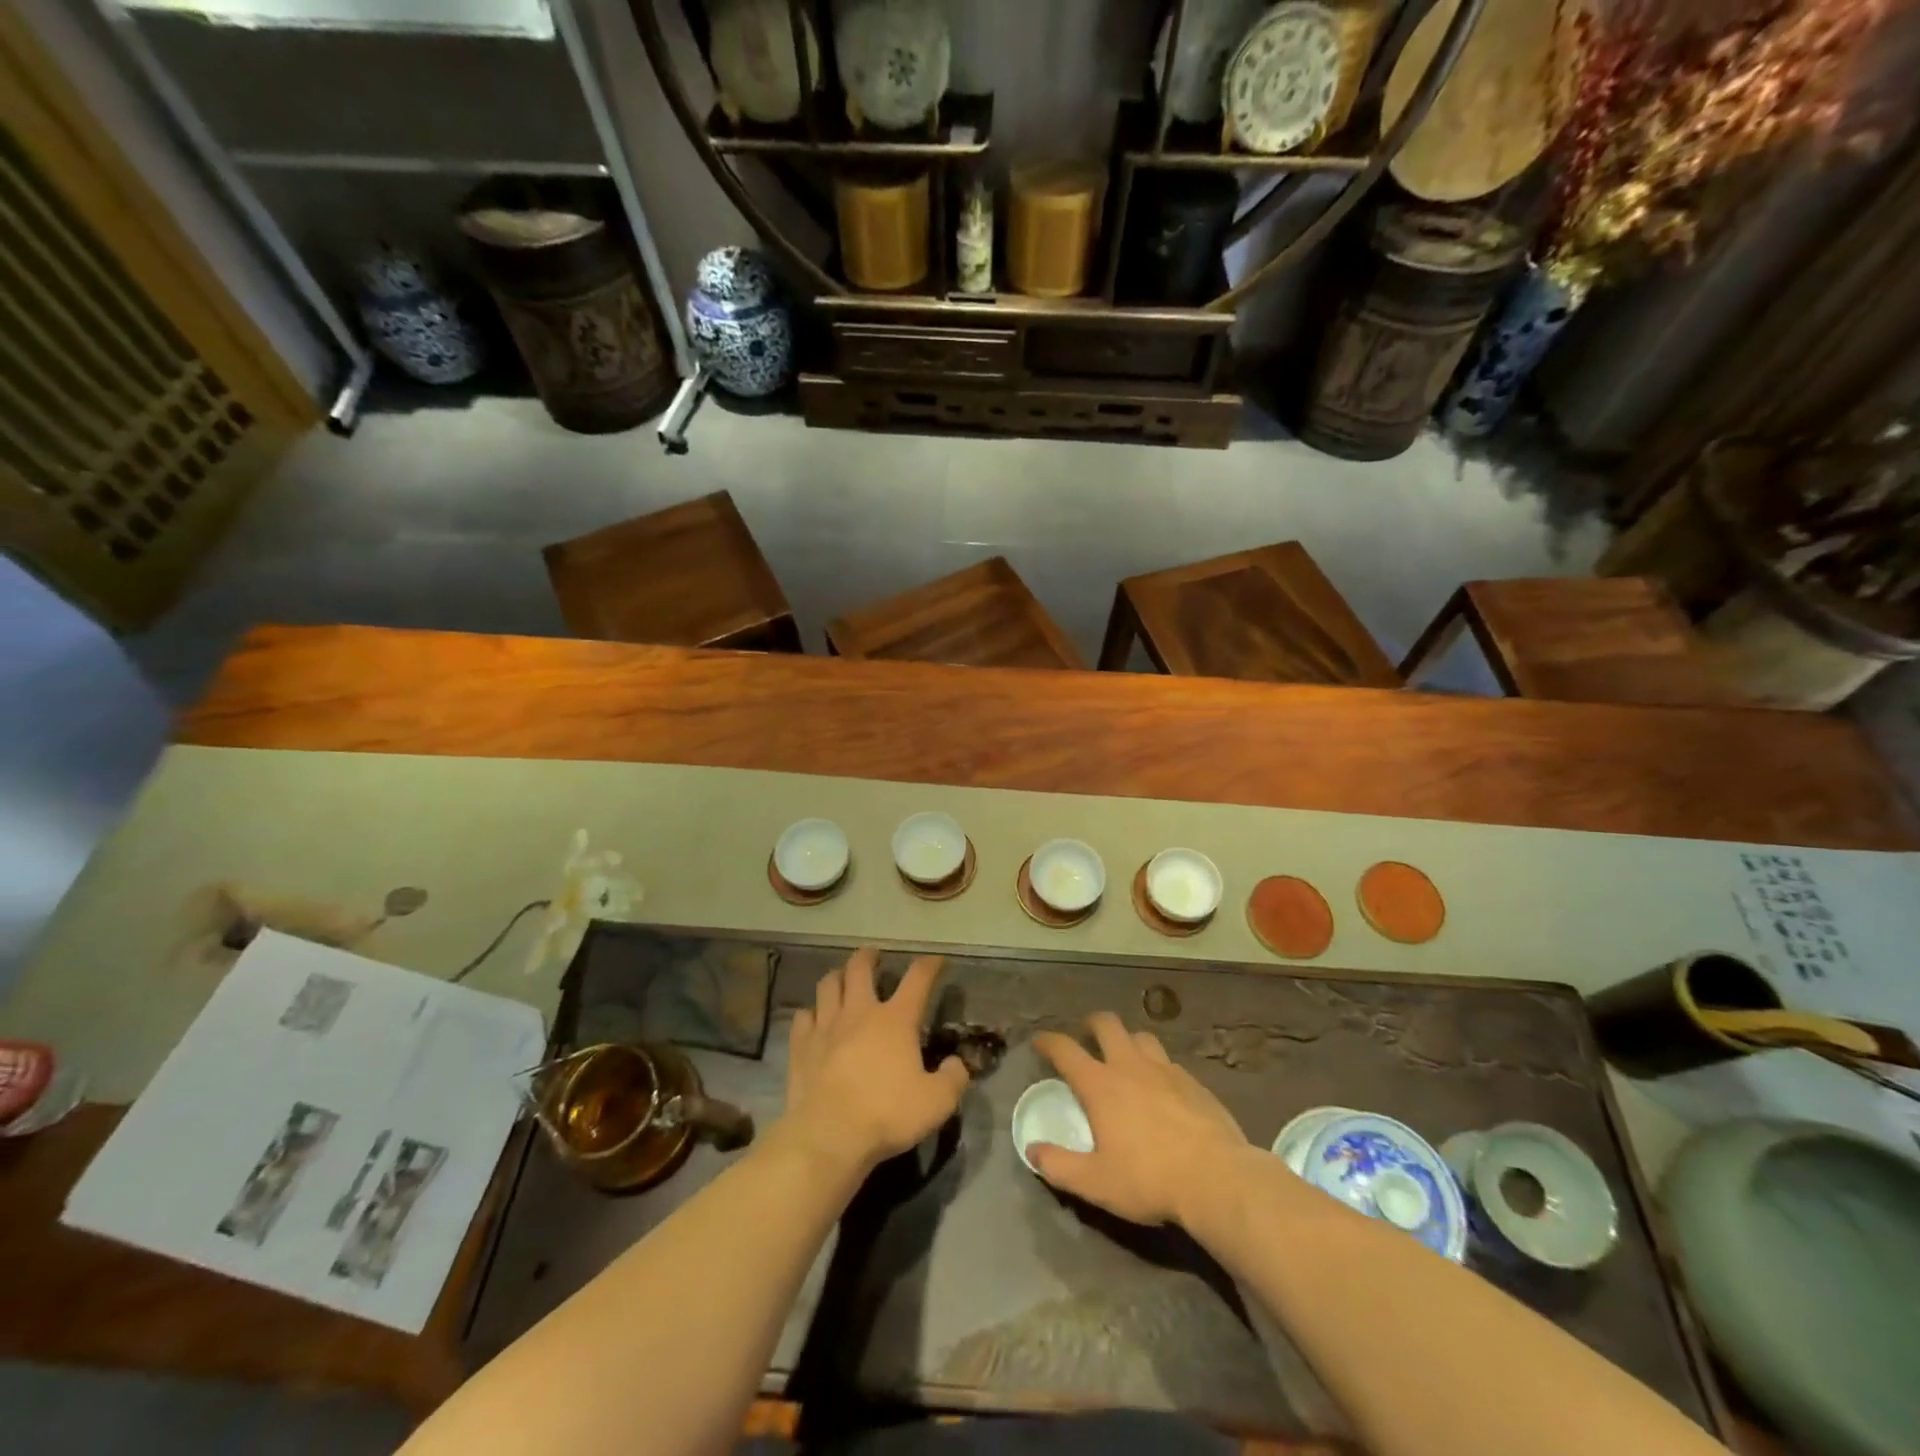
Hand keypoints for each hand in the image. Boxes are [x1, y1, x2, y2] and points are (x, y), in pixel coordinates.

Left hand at [783, 948, 970, 1175]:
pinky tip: (813, 1020)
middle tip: (874, 956)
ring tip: (842, 979)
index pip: (918, 978)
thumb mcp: (937, 1103)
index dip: (929, 965)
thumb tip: (957, 1064)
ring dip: (837, 977)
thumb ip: (953, 1079)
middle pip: (860, 968)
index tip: (936, 960)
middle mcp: (860, 1012)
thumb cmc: (886, 1115)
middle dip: (869, 957)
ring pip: (828, 985)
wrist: (828, 1136)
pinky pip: (803, 1017)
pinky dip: (810, 1013)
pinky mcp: (801, 1046)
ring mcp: (826, 1026)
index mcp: (896, 1020)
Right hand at [1030, 1012, 1248, 1227]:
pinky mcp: (1194, 1082)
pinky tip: (1162, 1088)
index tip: (1040, 1041)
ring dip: (1128, 1041)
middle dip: (1092, 1024)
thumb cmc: (1149, 1179)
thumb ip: (1059, 1166)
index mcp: (1101, 1085)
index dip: (1048, 1041)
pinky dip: (1158, 1067)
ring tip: (1126, 1058)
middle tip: (1087, 1036)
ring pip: (1141, 1037)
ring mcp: (1166, 1070)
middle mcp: (1130, 1066)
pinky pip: (1169, 1062)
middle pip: (1107, 1024)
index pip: (1065, 1050)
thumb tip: (1032, 1151)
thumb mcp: (1096, 1183)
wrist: (1217, 1179)